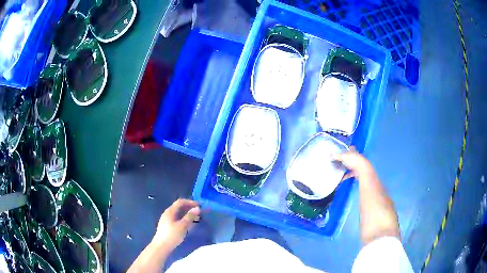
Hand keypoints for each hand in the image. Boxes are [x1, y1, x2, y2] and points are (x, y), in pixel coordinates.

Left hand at [152, 199, 200, 251]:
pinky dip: (184, 219)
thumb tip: (197, 208)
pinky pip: (177, 219)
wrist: (162, 246)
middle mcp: (168, 213)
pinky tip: (189, 225)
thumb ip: (190, 216)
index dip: (190, 202)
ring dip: (188, 214)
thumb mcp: (183, 225)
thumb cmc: (172, 235)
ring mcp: (167, 220)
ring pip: (179, 214)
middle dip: (190, 208)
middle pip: (179, 207)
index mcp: (170, 211)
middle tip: (200, 212)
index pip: (180, 202)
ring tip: (197, 218)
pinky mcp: (168, 226)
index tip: (199, 205)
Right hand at [332, 147, 374, 180]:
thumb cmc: (353, 160)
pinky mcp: (357, 172)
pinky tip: (341, 178)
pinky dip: (346, 176)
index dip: (348, 148)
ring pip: (350, 166)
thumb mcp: (343, 157)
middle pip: (350, 157)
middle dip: (346, 159)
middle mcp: (356, 157)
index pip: (351, 148)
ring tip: (338, 170)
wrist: (362, 170)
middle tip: (339, 161)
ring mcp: (357, 165)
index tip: (344, 149)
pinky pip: (350, 174)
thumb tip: (329, 155)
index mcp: (353, 152)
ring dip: (345, 168)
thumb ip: (336, 156)